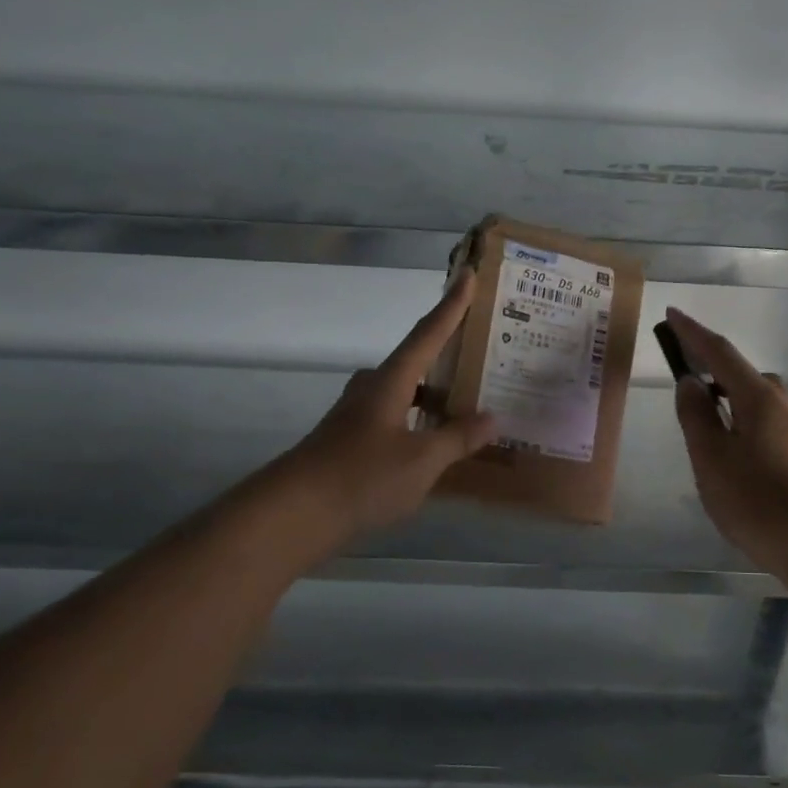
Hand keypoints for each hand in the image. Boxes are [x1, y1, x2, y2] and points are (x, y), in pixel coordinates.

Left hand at [286, 274, 497, 535]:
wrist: (294, 514)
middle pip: (415, 361)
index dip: (452, 305)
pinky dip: (420, 423)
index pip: (428, 333)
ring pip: (405, 393)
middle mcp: (373, 389)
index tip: (468, 273)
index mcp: (392, 381)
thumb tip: (493, 418)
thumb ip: (458, 438)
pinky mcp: (351, 442)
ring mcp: (358, 416)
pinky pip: (397, 419)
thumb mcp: (422, 460)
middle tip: (481, 354)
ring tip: (469, 404)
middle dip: (446, 356)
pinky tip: (436, 446)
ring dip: (435, 395)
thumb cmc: (362, 476)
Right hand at [665, 308, 787, 565]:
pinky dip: (738, 423)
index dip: (692, 333)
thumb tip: (689, 382)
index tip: (671, 315)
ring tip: (699, 421)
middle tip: (681, 377)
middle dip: (709, 367)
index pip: (719, 352)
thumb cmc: (757, 499)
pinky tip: (728, 453)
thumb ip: (696, 417)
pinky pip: (761, 423)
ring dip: (724, 399)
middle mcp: (780, 403)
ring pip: (751, 401)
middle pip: (739, 375)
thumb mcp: (712, 458)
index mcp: (757, 396)